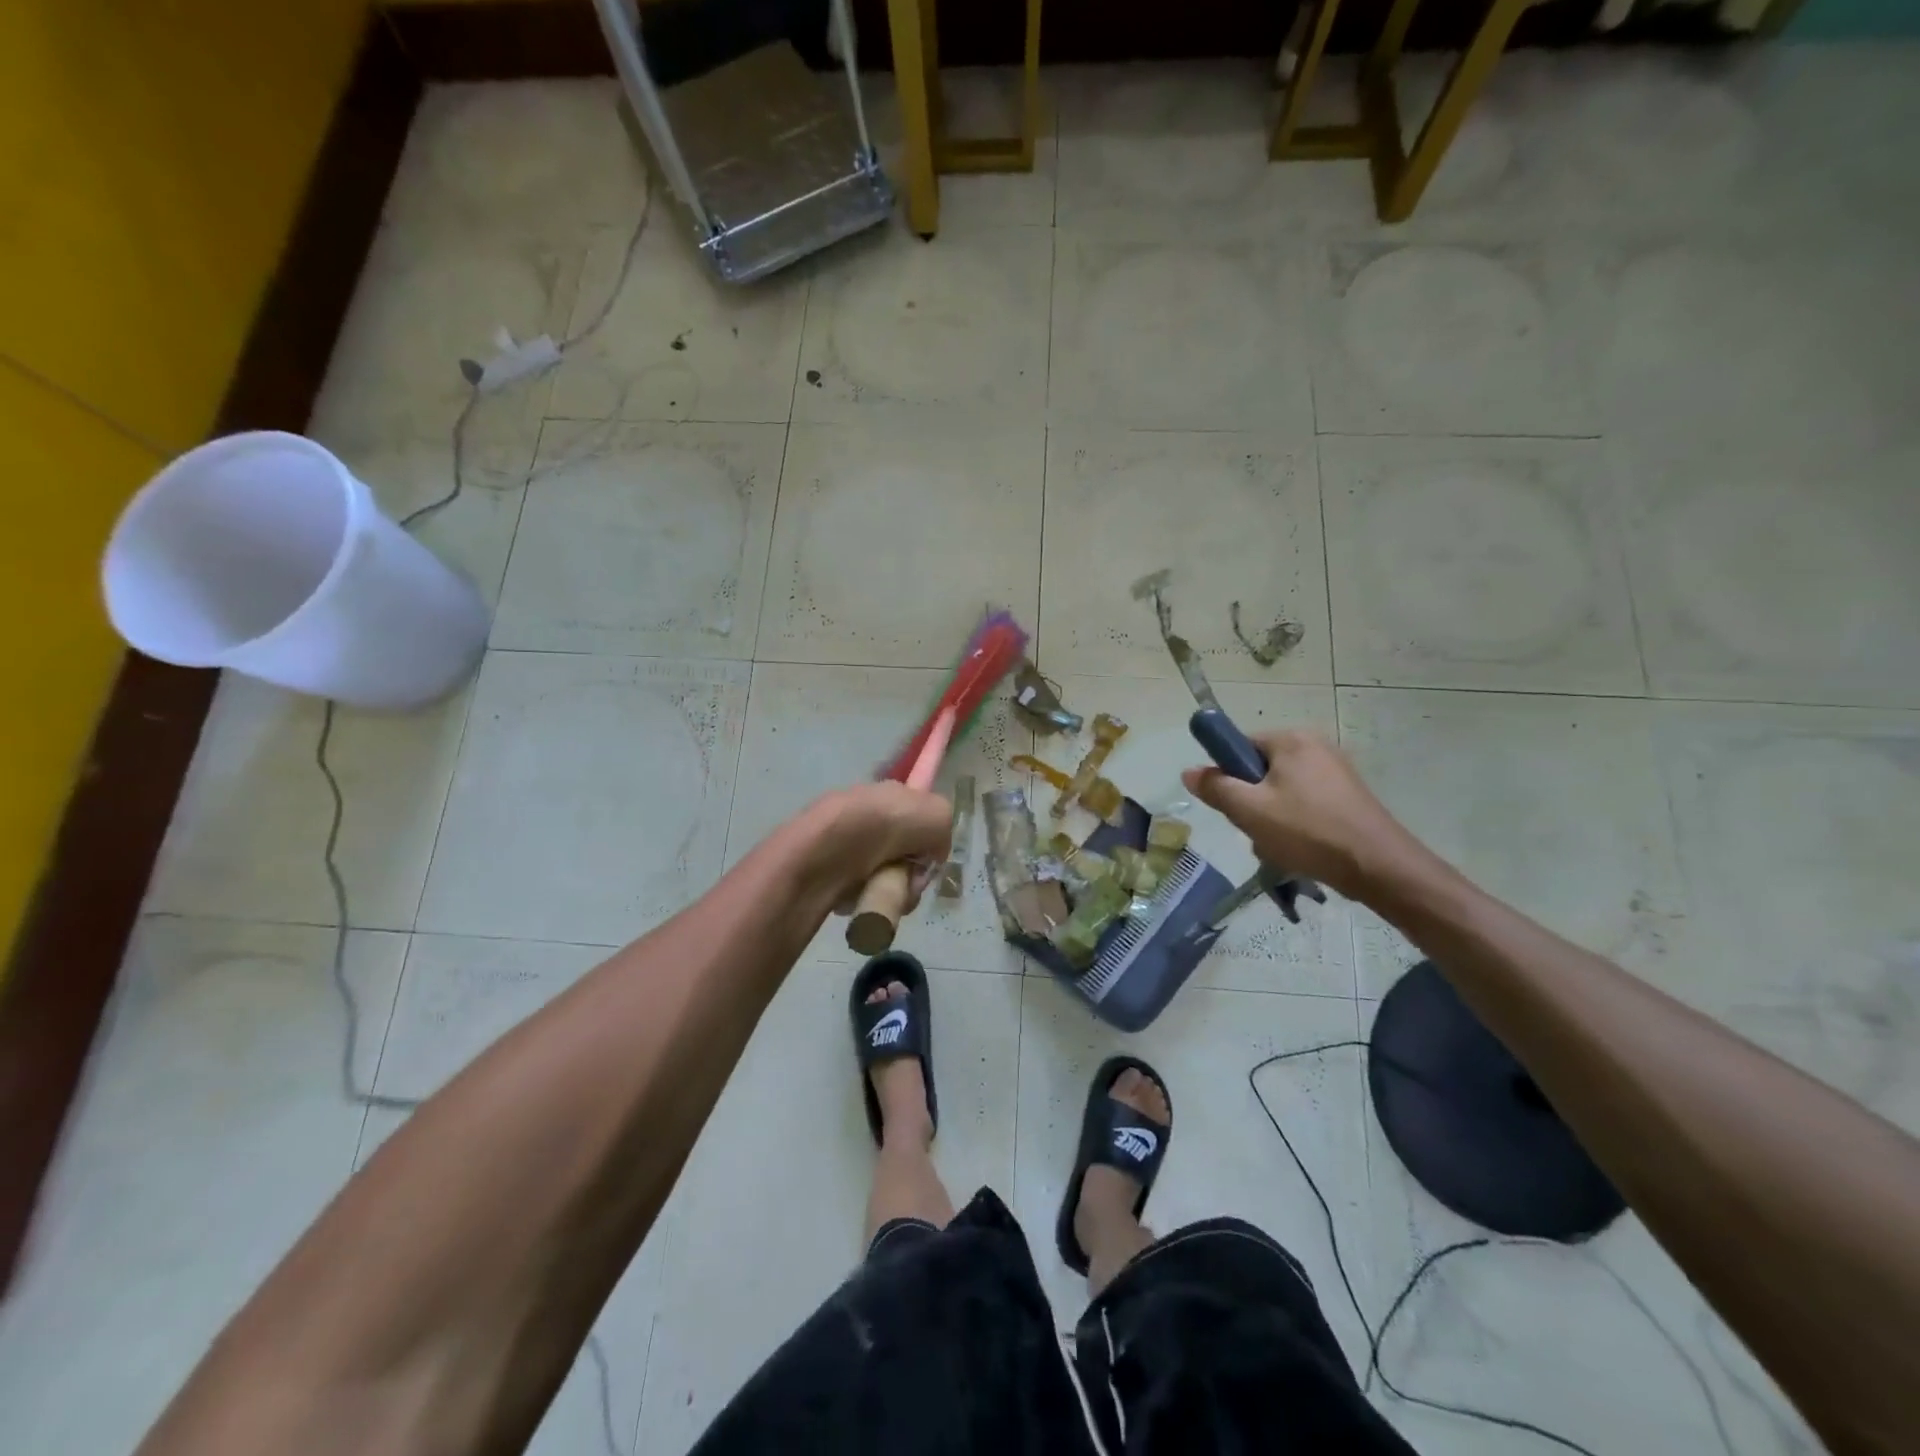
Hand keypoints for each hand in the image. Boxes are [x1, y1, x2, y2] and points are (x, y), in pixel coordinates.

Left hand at [805, 782, 953, 913]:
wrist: (825, 850)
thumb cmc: (884, 825)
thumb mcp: (937, 814)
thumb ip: (944, 831)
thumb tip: (931, 854)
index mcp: (891, 795)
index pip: (920, 821)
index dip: (928, 842)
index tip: (925, 858)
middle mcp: (869, 817)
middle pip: (907, 858)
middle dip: (912, 877)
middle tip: (907, 884)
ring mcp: (848, 847)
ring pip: (887, 880)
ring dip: (892, 893)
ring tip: (881, 892)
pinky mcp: (831, 875)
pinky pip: (862, 895)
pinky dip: (867, 902)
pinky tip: (861, 899)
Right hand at [1181, 731, 1420, 901]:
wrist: (1379, 867)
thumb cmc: (1308, 831)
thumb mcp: (1249, 810)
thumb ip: (1215, 787)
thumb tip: (1189, 771)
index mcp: (1292, 739)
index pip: (1239, 746)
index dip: (1228, 775)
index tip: (1232, 805)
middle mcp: (1315, 746)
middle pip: (1259, 770)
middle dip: (1251, 802)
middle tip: (1255, 829)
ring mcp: (1335, 772)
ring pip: (1280, 792)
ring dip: (1270, 819)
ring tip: (1278, 845)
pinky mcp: (1347, 797)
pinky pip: (1304, 805)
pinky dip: (1294, 825)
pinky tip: (1299, 850)